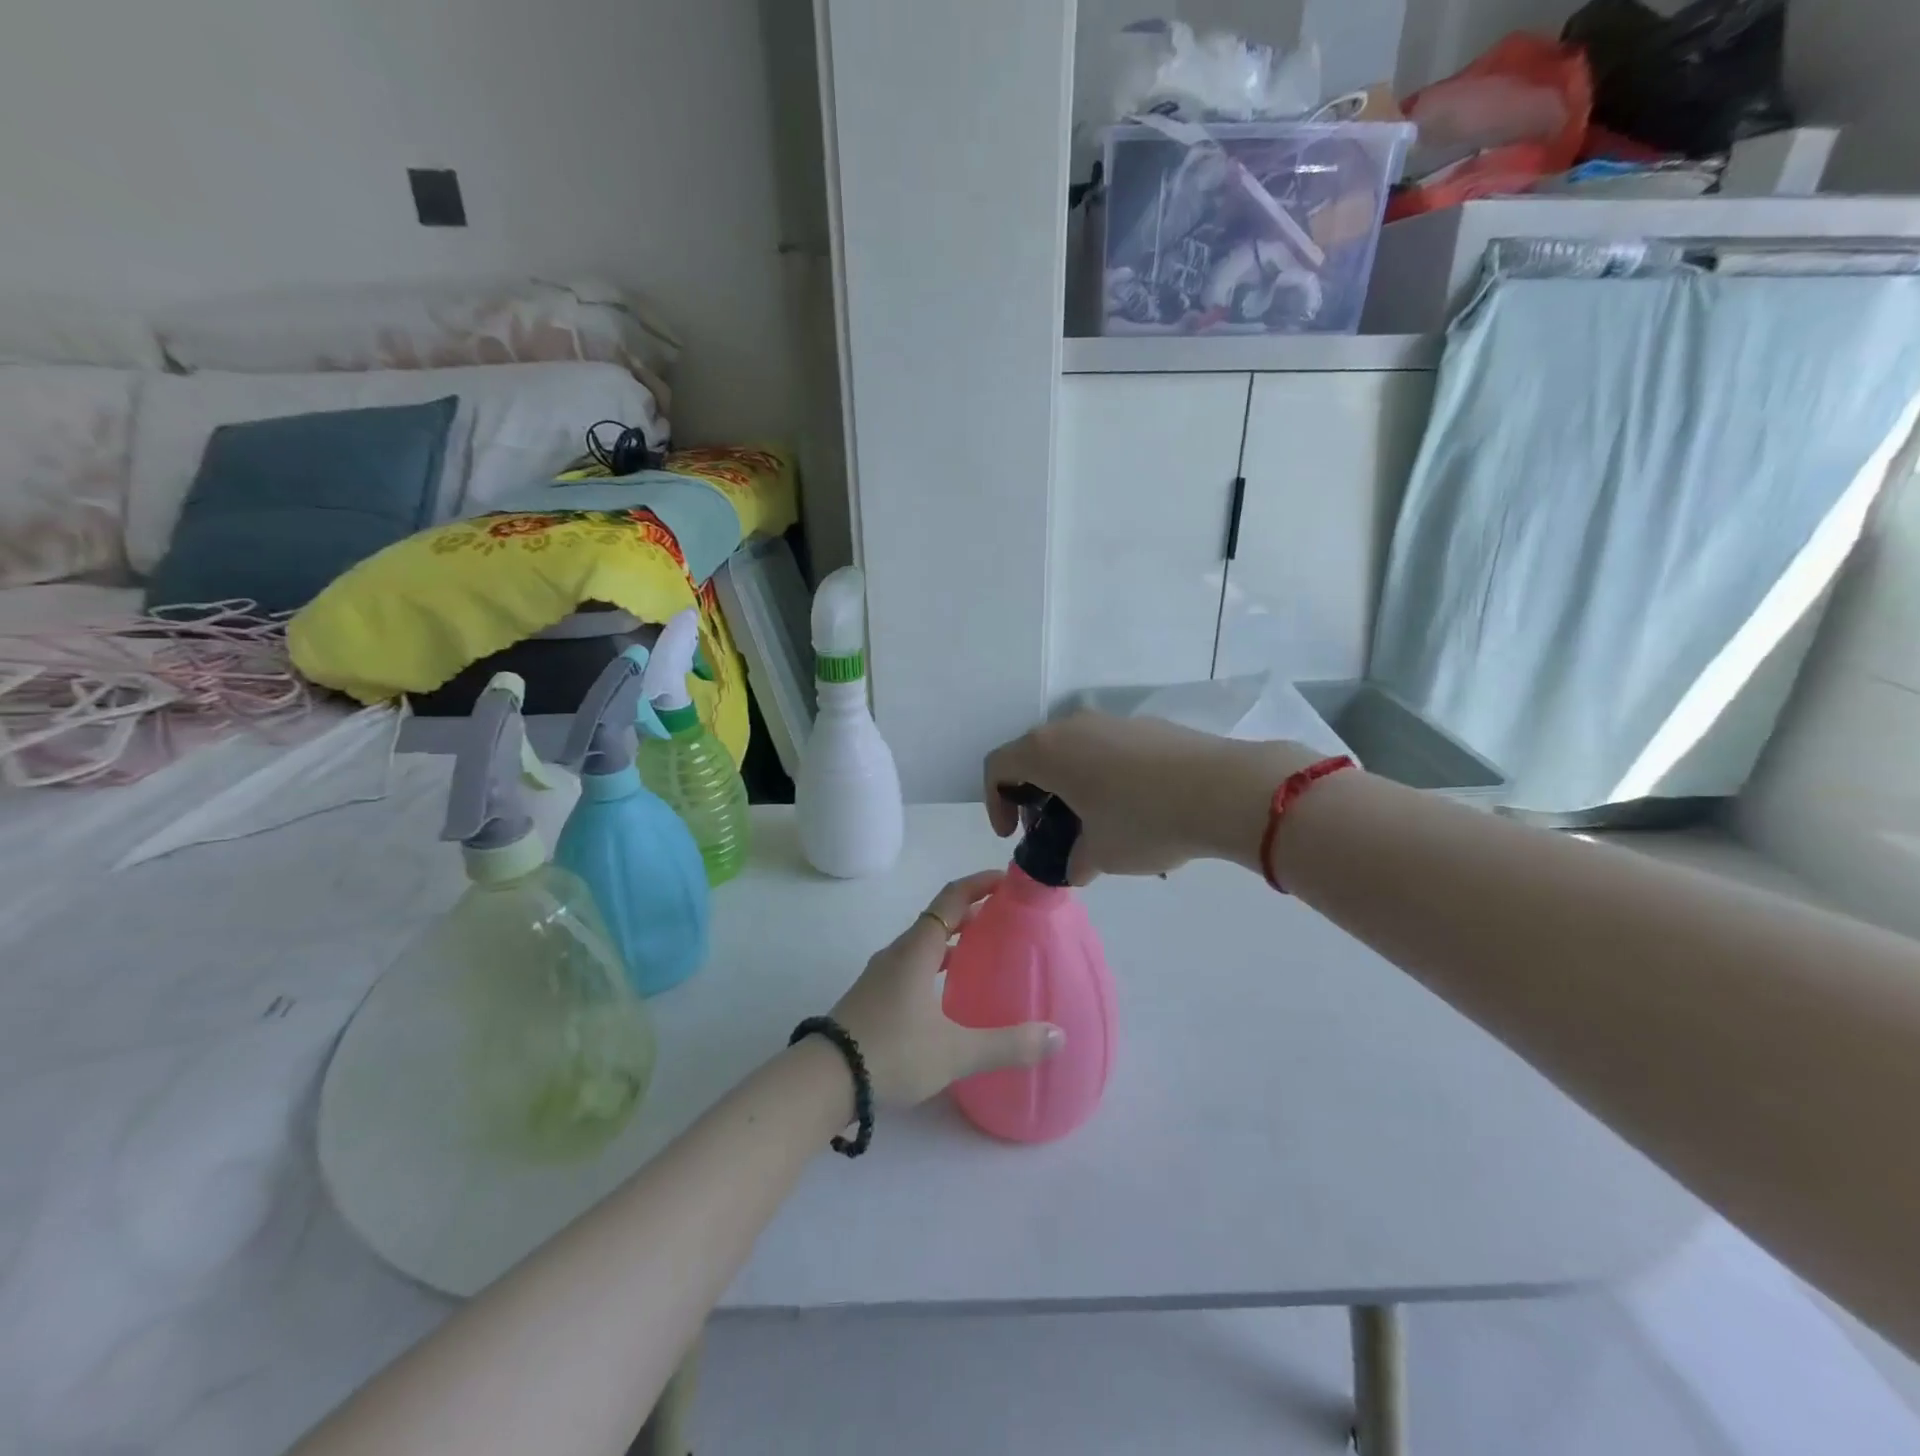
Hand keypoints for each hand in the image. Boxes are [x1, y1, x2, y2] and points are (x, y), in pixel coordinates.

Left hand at [830, 872, 1063, 1106]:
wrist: (824, 1080)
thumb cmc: (891, 1052)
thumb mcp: (954, 1051)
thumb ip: (1007, 1044)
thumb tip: (1057, 1035)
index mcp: (917, 950)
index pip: (952, 898)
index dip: (980, 883)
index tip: (1008, 879)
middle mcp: (897, 953)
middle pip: (938, 919)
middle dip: (972, 913)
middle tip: (1007, 920)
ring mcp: (880, 976)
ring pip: (923, 945)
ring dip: (953, 941)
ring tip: (985, 954)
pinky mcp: (872, 997)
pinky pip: (911, 966)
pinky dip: (936, 965)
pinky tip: (948, 995)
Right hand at [984, 714, 1319, 883]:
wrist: (1225, 789)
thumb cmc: (1144, 821)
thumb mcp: (1100, 854)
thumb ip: (1073, 862)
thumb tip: (1076, 865)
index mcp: (1047, 751)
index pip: (997, 768)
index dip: (995, 803)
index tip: (1014, 835)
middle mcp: (1072, 725)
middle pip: (1033, 755)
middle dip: (1032, 795)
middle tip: (1050, 831)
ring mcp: (1110, 720)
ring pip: (1071, 749)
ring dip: (1067, 783)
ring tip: (1092, 821)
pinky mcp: (1144, 725)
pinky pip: (1105, 747)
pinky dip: (1100, 773)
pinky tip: (1131, 805)